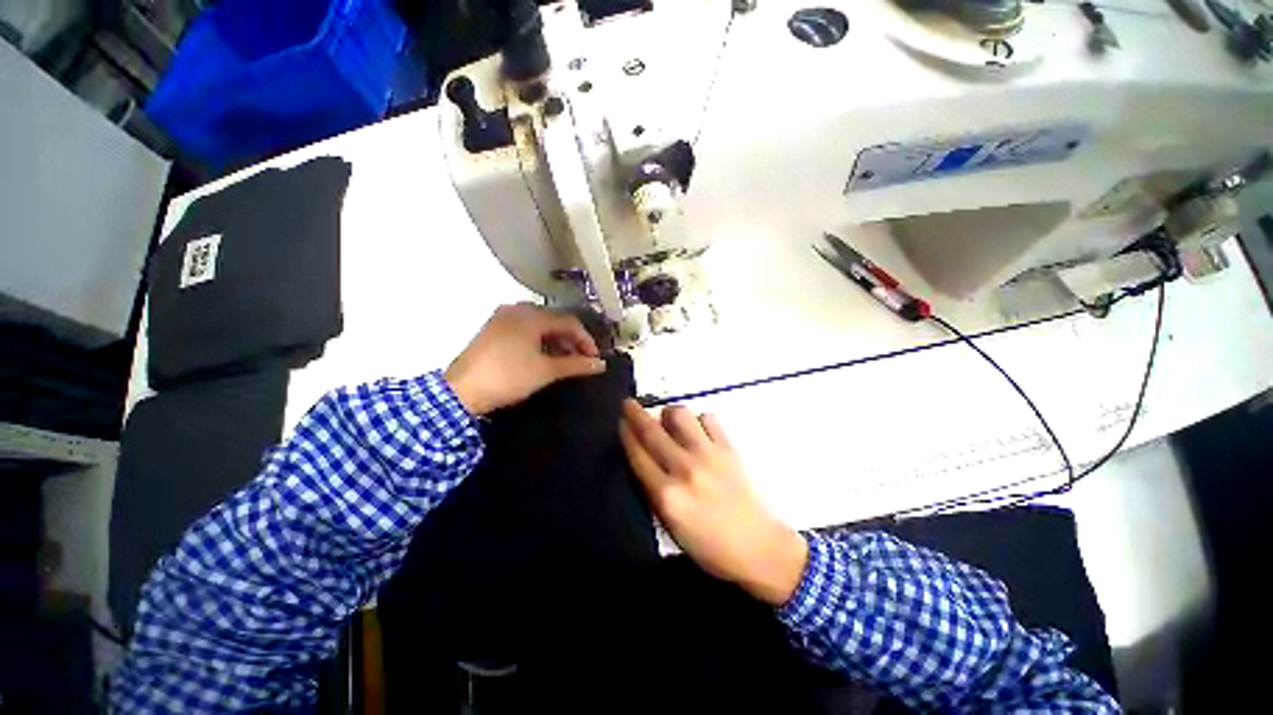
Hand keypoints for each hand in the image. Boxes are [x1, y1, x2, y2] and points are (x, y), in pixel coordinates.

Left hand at [445, 304, 605, 414]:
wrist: (461, 391)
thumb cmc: (508, 376)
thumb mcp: (546, 371)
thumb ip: (576, 365)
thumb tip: (600, 364)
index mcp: (531, 315)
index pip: (569, 322)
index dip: (586, 340)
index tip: (595, 359)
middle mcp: (517, 309)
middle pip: (555, 321)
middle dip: (571, 341)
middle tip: (582, 360)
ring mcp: (503, 318)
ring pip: (540, 326)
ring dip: (557, 342)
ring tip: (566, 361)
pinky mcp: (494, 329)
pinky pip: (525, 330)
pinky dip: (540, 342)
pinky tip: (545, 357)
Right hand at [619, 400, 807, 605]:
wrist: (760, 548)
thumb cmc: (711, 547)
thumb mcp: (671, 529)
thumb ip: (653, 494)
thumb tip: (642, 462)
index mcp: (667, 495)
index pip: (638, 455)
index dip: (626, 434)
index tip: (620, 421)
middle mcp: (684, 469)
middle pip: (652, 431)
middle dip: (635, 413)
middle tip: (628, 404)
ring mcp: (708, 455)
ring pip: (681, 416)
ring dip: (669, 413)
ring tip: (668, 419)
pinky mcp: (729, 448)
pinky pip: (709, 419)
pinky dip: (699, 420)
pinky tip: (698, 429)